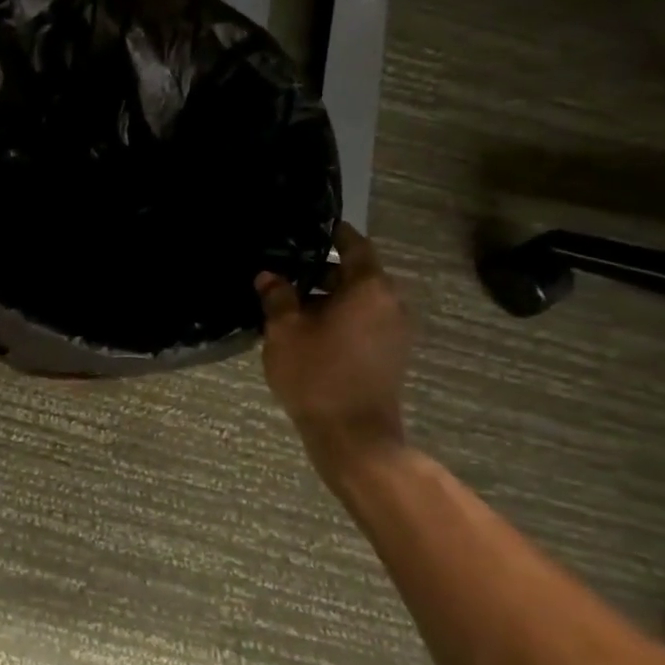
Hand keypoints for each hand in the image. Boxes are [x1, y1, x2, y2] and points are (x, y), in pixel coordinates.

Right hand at [258, 225, 411, 486]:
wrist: (354, 436)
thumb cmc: (317, 374)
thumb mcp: (284, 331)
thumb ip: (278, 297)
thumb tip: (269, 276)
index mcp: (368, 288)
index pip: (355, 246)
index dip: (335, 234)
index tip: (315, 228)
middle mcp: (390, 303)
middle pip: (357, 275)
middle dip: (324, 271)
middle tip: (288, 271)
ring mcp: (395, 331)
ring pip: (361, 301)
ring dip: (331, 298)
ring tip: (293, 304)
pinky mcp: (391, 355)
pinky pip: (366, 322)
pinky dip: (342, 318)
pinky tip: (311, 330)